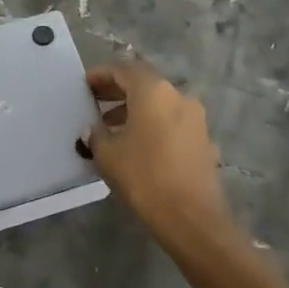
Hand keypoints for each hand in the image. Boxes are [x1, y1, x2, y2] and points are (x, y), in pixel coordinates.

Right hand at [86, 60, 228, 243]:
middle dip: (118, 90)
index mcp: (153, 91)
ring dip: (135, 109)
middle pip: (144, 84)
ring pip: (160, 103)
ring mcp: (195, 118)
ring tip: (112, 127)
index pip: (124, 70)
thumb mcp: (108, 154)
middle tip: (95, 101)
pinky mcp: (203, 140)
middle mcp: (178, 95)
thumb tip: (92, 128)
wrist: (191, 217)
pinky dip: (153, 124)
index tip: (85, 85)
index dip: (101, 75)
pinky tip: (138, 145)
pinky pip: (172, 121)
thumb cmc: (144, 177)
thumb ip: (96, 134)